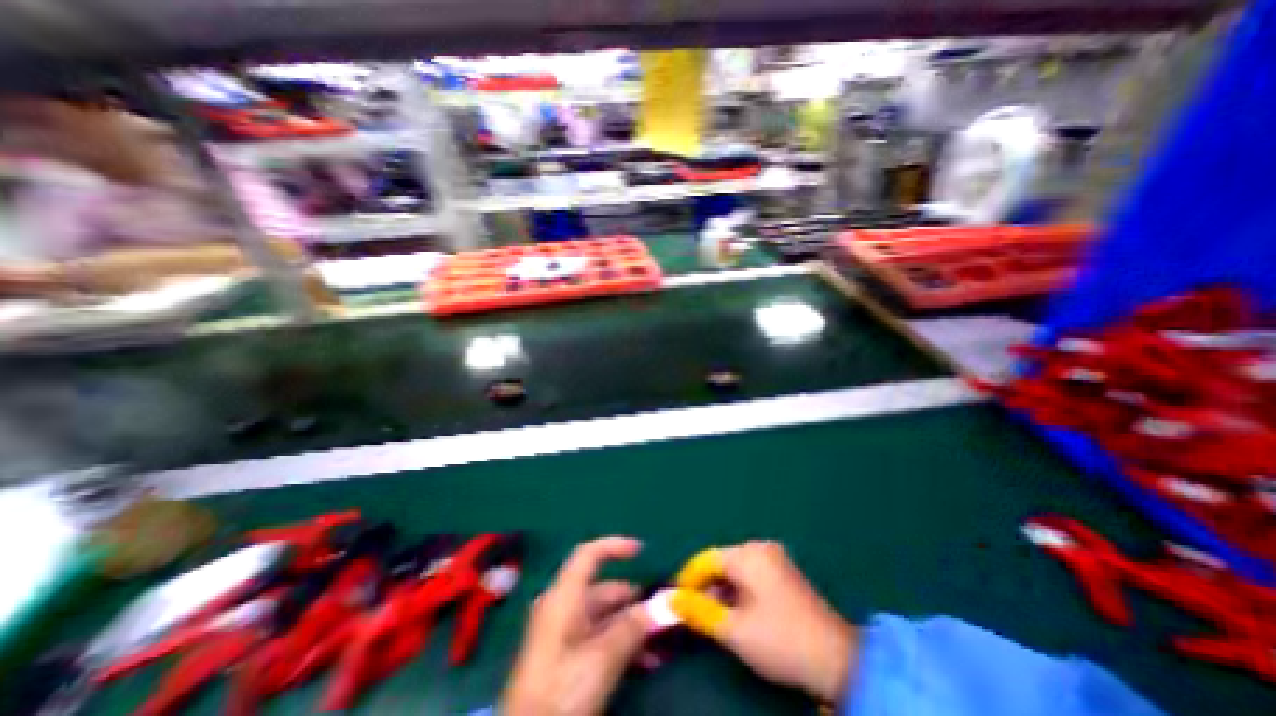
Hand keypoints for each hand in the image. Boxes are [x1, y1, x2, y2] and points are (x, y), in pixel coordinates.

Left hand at [505, 538, 650, 715]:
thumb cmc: (560, 692)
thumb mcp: (601, 659)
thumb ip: (633, 627)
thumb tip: (664, 603)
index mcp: (563, 597)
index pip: (589, 555)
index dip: (615, 546)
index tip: (643, 550)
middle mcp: (562, 608)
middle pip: (602, 590)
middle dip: (634, 600)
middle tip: (663, 613)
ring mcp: (563, 634)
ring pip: (604, 617)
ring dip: (632, 627)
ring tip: (660, 643)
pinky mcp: (565, 659)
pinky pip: (599, 638)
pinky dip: (621, 644)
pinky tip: (646, 662)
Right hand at [668, 542, 857, 703]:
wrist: (838, 660)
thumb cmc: (780, 640)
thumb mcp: (734, 630)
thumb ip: (699, 611)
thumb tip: (670, 599)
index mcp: (748, 554)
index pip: (706, 559)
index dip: (688, 579)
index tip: (676, 601)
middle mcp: (760, 547)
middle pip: (721, 562)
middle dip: (706, 587)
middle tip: (697, 615)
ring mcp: (775, 558)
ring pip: (736, 569)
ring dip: (723, 591)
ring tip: (717, 617)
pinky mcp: (785, 571)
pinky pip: (751, 574)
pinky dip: (740, 591)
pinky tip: (740, 612)